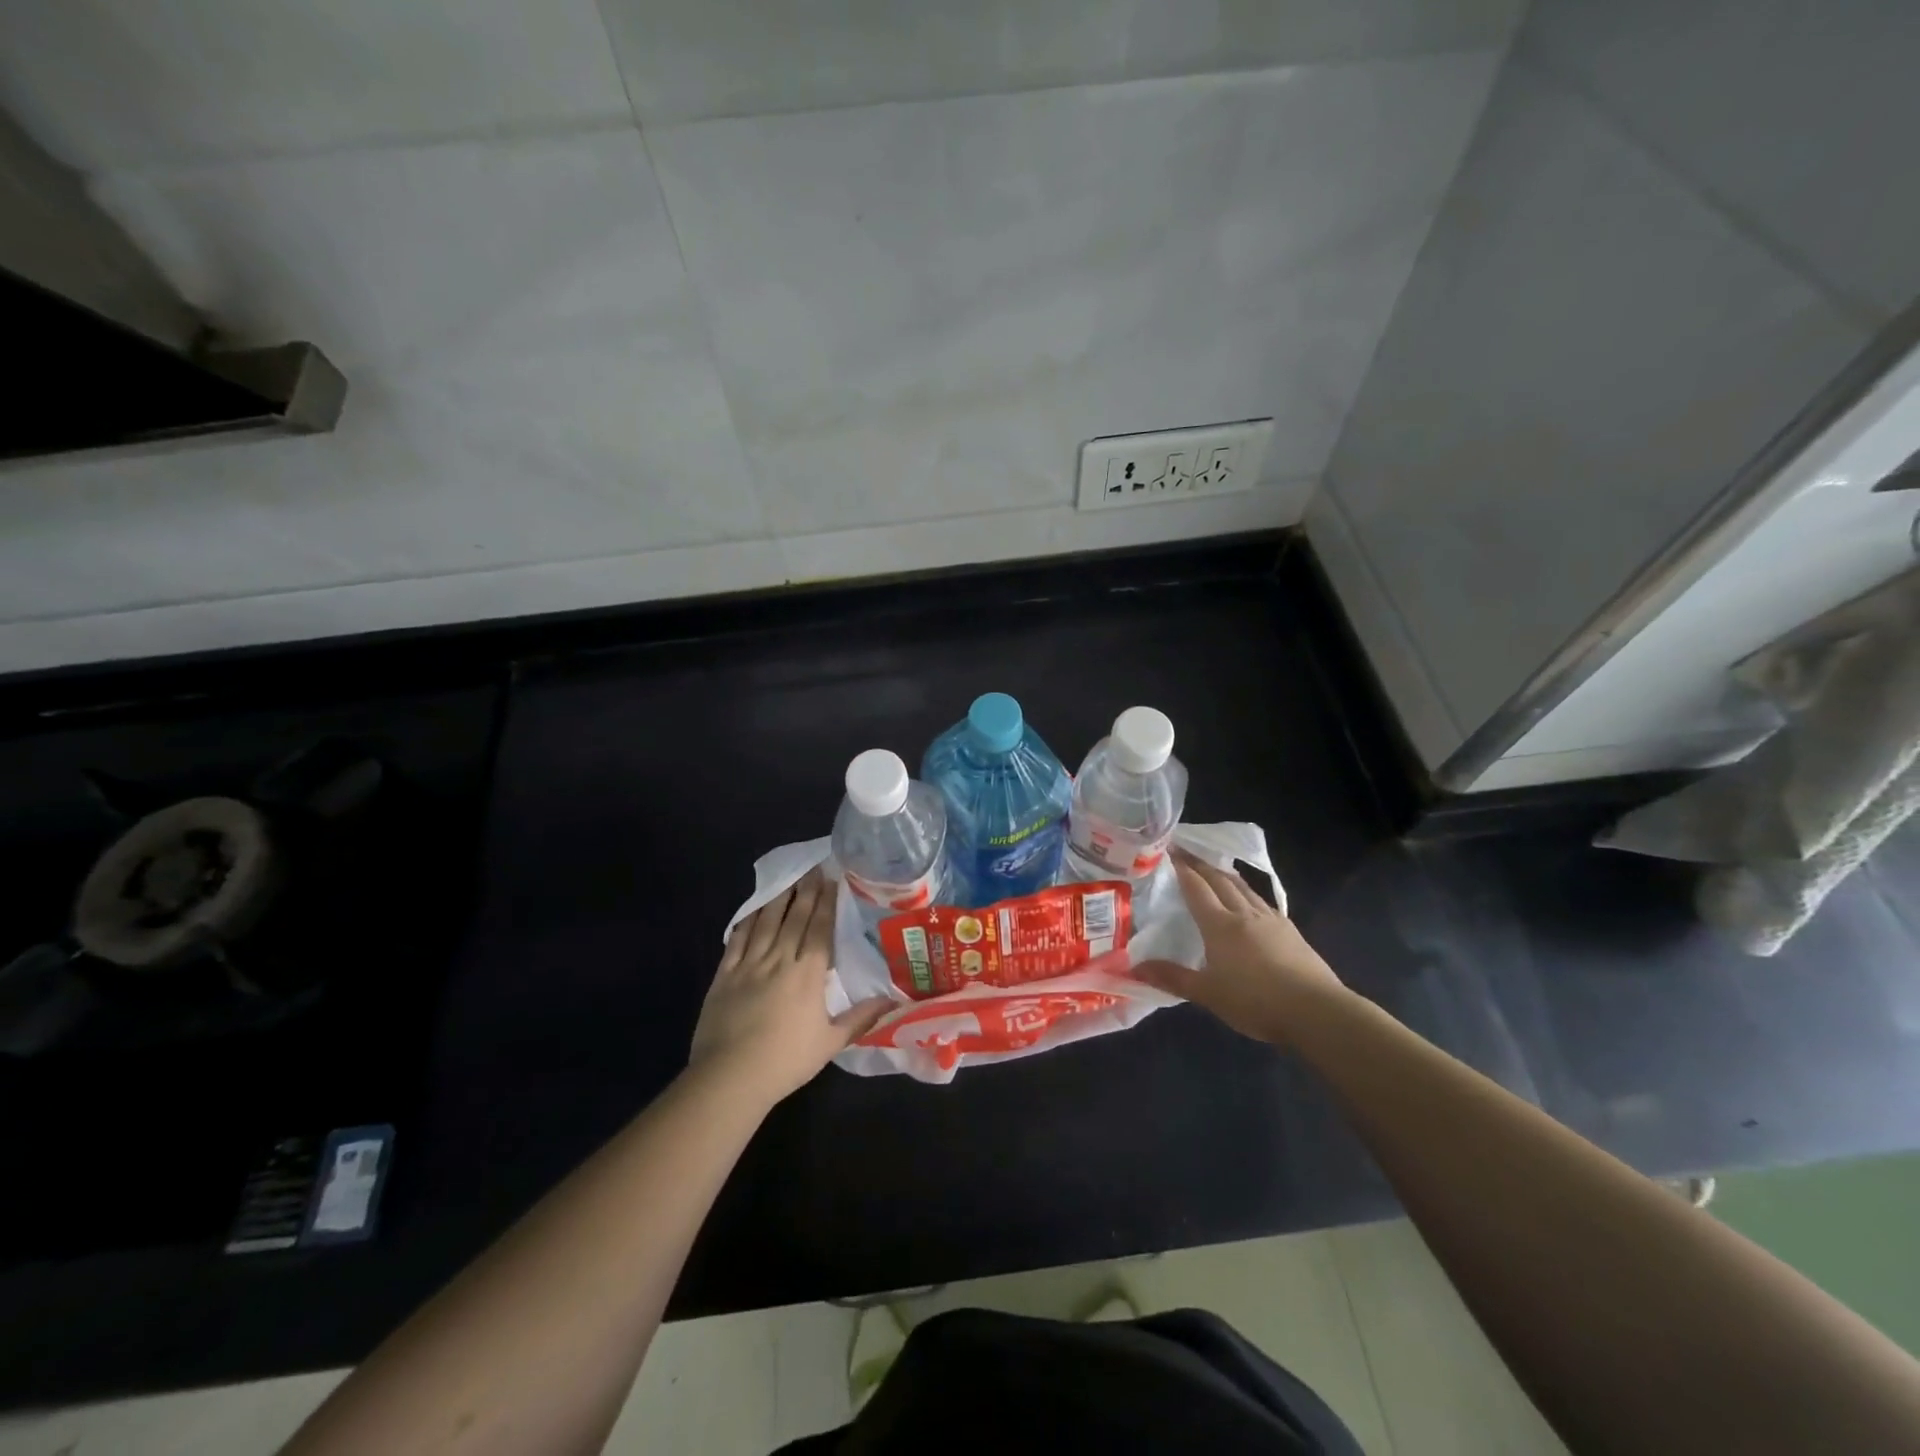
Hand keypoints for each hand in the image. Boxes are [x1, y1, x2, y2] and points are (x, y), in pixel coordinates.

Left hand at [690, 869, 892, 1103]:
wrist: (730, 1077)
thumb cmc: (785, 1061)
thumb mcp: (830, 1043)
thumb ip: (860, 1018)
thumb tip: (892, 1001)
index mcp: (807, 975)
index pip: (819, 929)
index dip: (826, 903)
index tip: (831, 880)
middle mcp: (779, 961)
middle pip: (794, 918)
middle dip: (805, 891)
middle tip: (813, 868)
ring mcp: (749, 965)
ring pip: (766, 922)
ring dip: (778, 899)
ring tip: (788, 879)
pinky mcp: (725, 975)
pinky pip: (737, 939)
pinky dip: (747, 921)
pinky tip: (754, 910)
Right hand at [1133, 850, 1345, 1047]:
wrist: (1316, 1011)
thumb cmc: (1255, 1001)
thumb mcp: (1208, 994)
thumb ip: (1172, 978)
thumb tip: (1133, 968)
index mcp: (1220, 925)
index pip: (1196, 888)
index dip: (1181, 868)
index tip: (1169, 849)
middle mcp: (1244, 914)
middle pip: (1220, 879)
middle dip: (1201, 863)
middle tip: (1185, 851)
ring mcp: (1271, 920)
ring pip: (1244, 887)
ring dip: (1226, 874)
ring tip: (1215, 867)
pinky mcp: (1290, 931)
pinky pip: (1262, 902)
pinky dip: (1248, 893)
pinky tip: (1250, 900)